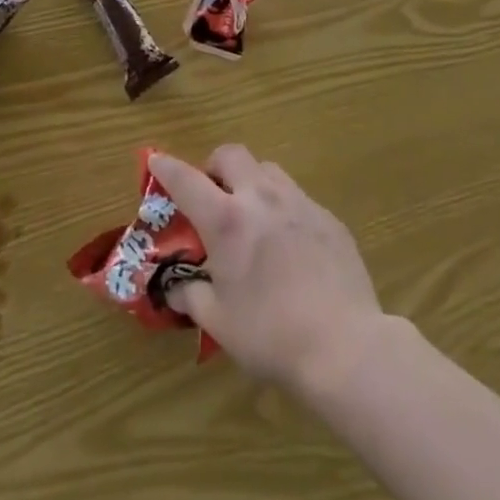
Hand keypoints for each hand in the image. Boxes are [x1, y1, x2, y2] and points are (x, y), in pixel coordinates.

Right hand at [150, 147, 384, 397]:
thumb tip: (174, 288)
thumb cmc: (271, 335)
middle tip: (212, 195)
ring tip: (251, 215)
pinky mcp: (328, 217)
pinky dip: (283, 208)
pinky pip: (297, 197)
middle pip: (232, 155)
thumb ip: (191, 297)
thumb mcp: (218, 322)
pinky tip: (288, 245)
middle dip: (215, 166)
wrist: (344, 344)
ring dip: (250, 181)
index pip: (186, 180)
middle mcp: (261, 198)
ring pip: (267, 169)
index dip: (166, 167)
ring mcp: (299, 202)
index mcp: (227, 221)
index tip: (155, 160)